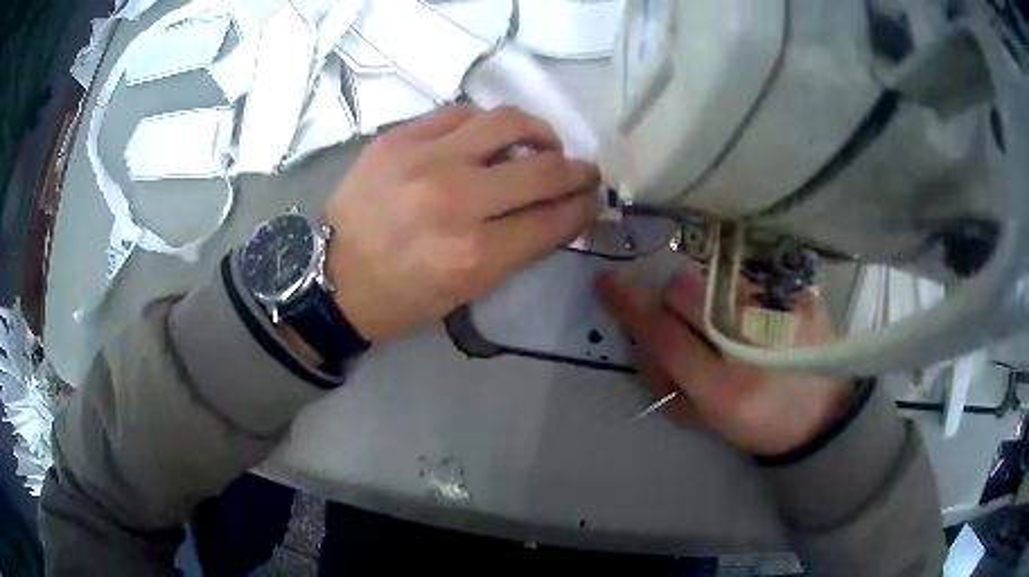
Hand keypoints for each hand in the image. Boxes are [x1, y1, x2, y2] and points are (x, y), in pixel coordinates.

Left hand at [324, 105, 600, 340]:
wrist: (330, 277)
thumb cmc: (401, 297)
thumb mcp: (467, 291)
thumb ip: (519, 248)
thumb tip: (560, 211)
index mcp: (475, 255)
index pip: (555, 218)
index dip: (585, 205)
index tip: (594, 197)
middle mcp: (455, 200)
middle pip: (543, 168)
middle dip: (578, 169)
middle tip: (583, 170)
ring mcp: (423, 160)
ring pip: (507, 122)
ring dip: (539, 131)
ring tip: (541, 142)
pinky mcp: (397, 139)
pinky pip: (459, 112)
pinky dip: (485, 123)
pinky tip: (487, 136)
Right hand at [597, 268, 853, 455]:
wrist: (824, 412)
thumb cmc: (760, 424)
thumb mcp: (707, 421)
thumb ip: (667, 381)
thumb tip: (640, 336)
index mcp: (725, 389)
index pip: (665, 335)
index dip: (631, 307)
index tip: (607, 283)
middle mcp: (752, 344)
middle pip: (687, 290)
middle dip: (671, 299)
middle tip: (683, 319)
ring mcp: (780, 311)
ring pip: (716, 278)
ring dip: (706, 294)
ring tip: (727, 323)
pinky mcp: (798, 294)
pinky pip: (747, 277)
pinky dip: (736, 291)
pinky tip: (754, 317)